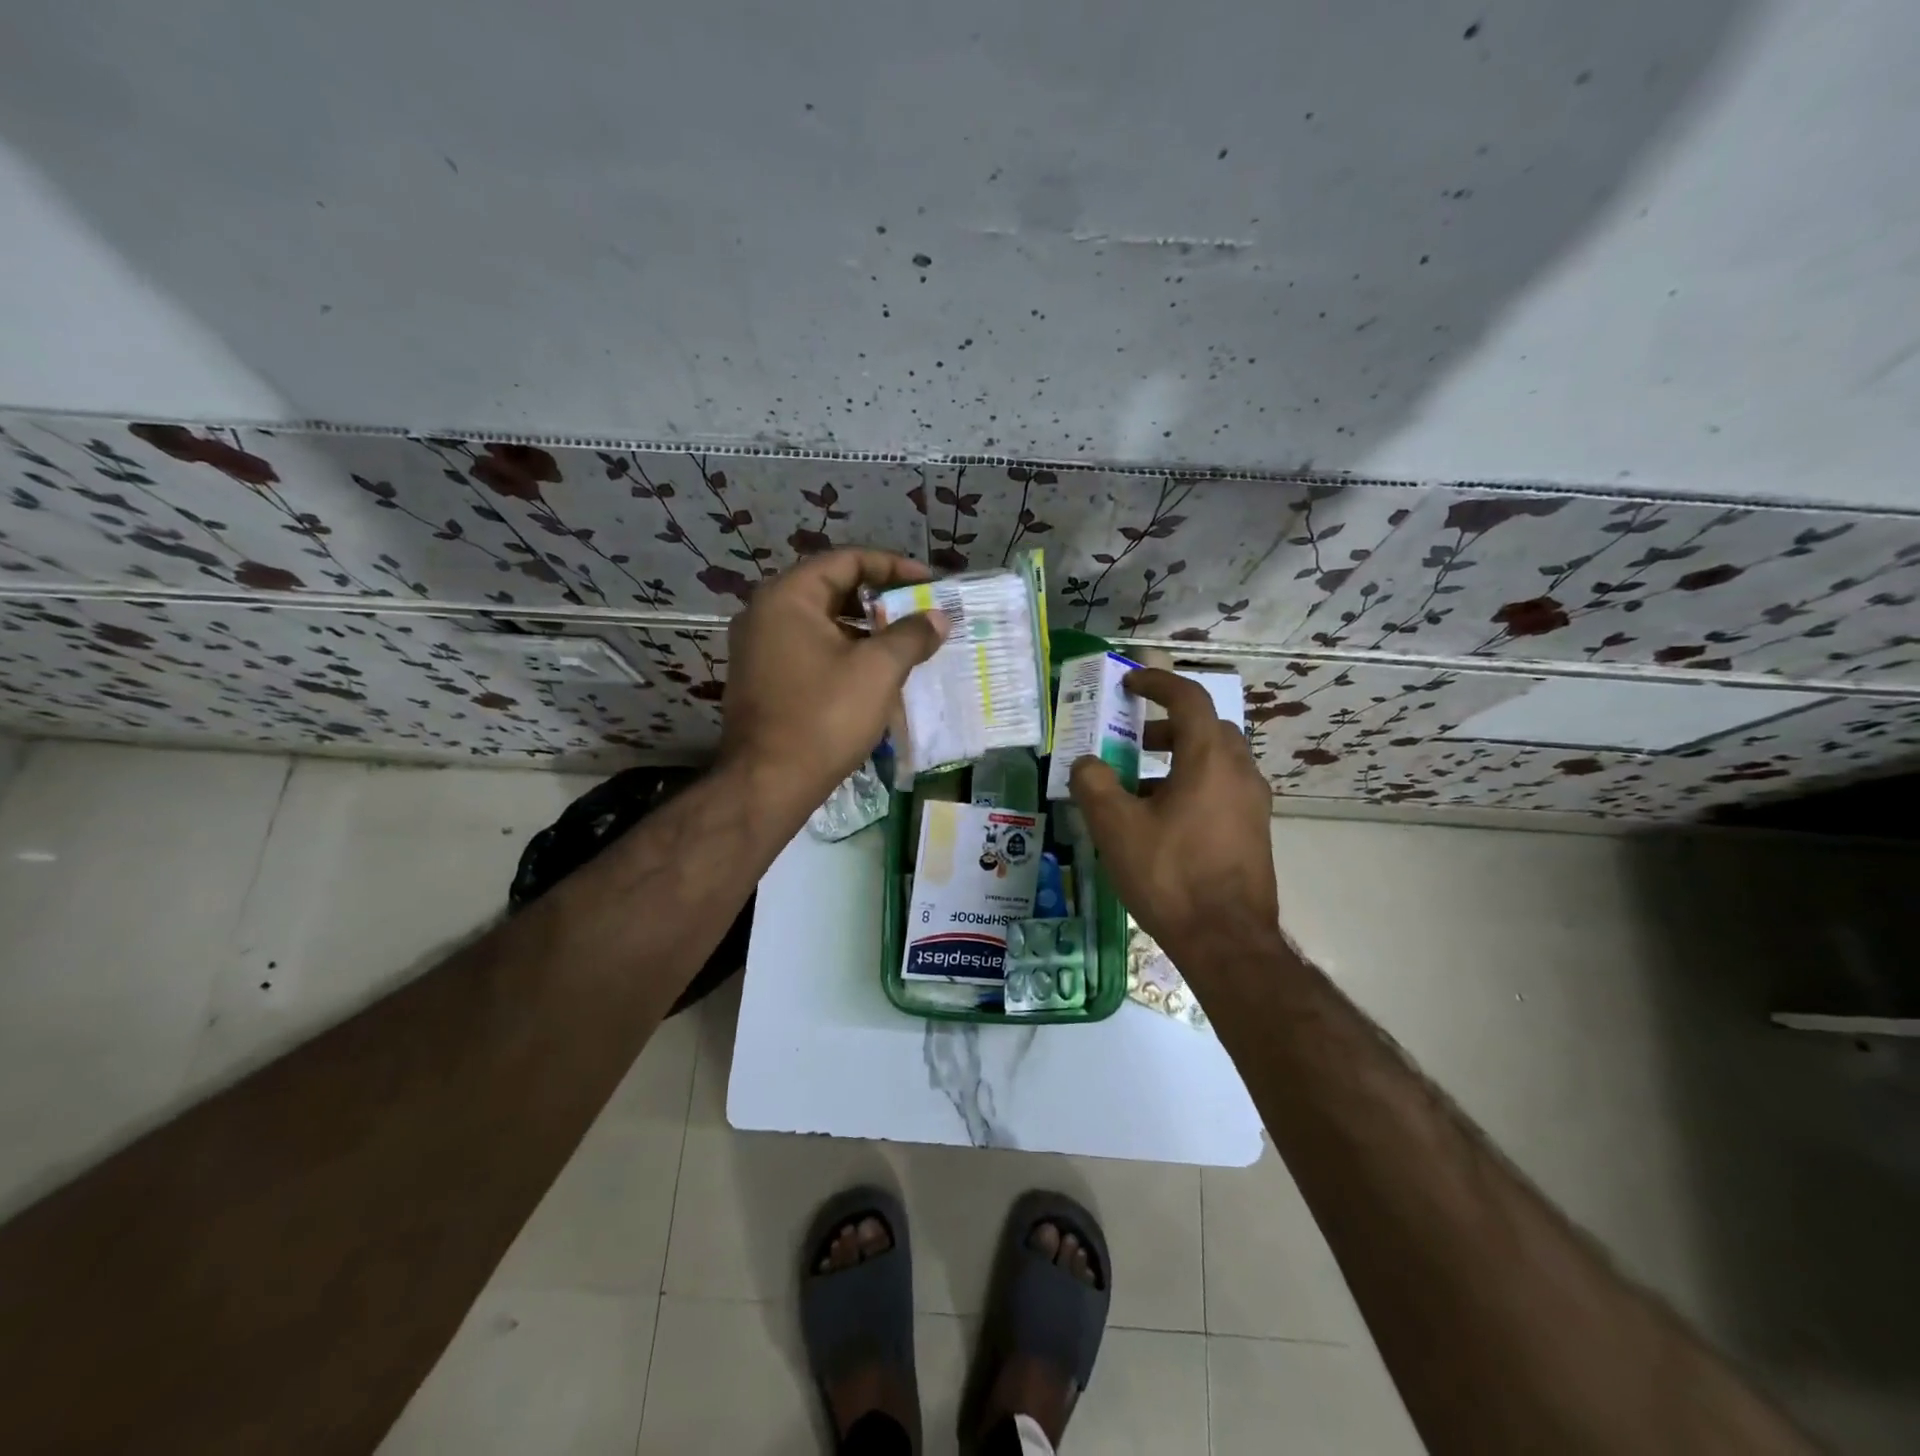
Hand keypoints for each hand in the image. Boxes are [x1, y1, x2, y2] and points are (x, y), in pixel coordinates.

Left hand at [717, 549, 945, 815]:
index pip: (847, 561)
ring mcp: (759, 648)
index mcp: (788, 597)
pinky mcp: (763, 679)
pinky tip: (875, 674)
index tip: (929, 584)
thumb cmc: (824, 717)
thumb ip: (911, 635)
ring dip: (865, 630)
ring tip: (905, 645)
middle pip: (833, 589)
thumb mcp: (878, 671)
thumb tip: (938, 617)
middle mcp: (766, 613)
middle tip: (920, 614)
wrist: (768, 783)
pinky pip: (811, 650)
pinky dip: (844, 653)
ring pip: (823, 623)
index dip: (894, 567)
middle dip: (882, 601)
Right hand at [1069, 669, 1278, 952]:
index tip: (1129, 683)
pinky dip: (1193, 786)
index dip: (1157, 683)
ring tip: (1139, 786)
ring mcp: (1253, 804)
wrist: (1227, 941)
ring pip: (1216, 761)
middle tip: (1134, 739)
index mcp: (1209, 759)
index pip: (1189, 699)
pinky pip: (1222, 790)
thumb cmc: (1170, 875)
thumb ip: (1093, 784)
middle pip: (1206, 728)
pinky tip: (1162, 822)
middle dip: (1168, 725)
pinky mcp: (1254, 832)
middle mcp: (1240, 772)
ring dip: (1179, 759)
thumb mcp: (1115, 827)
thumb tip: (1085, 763)